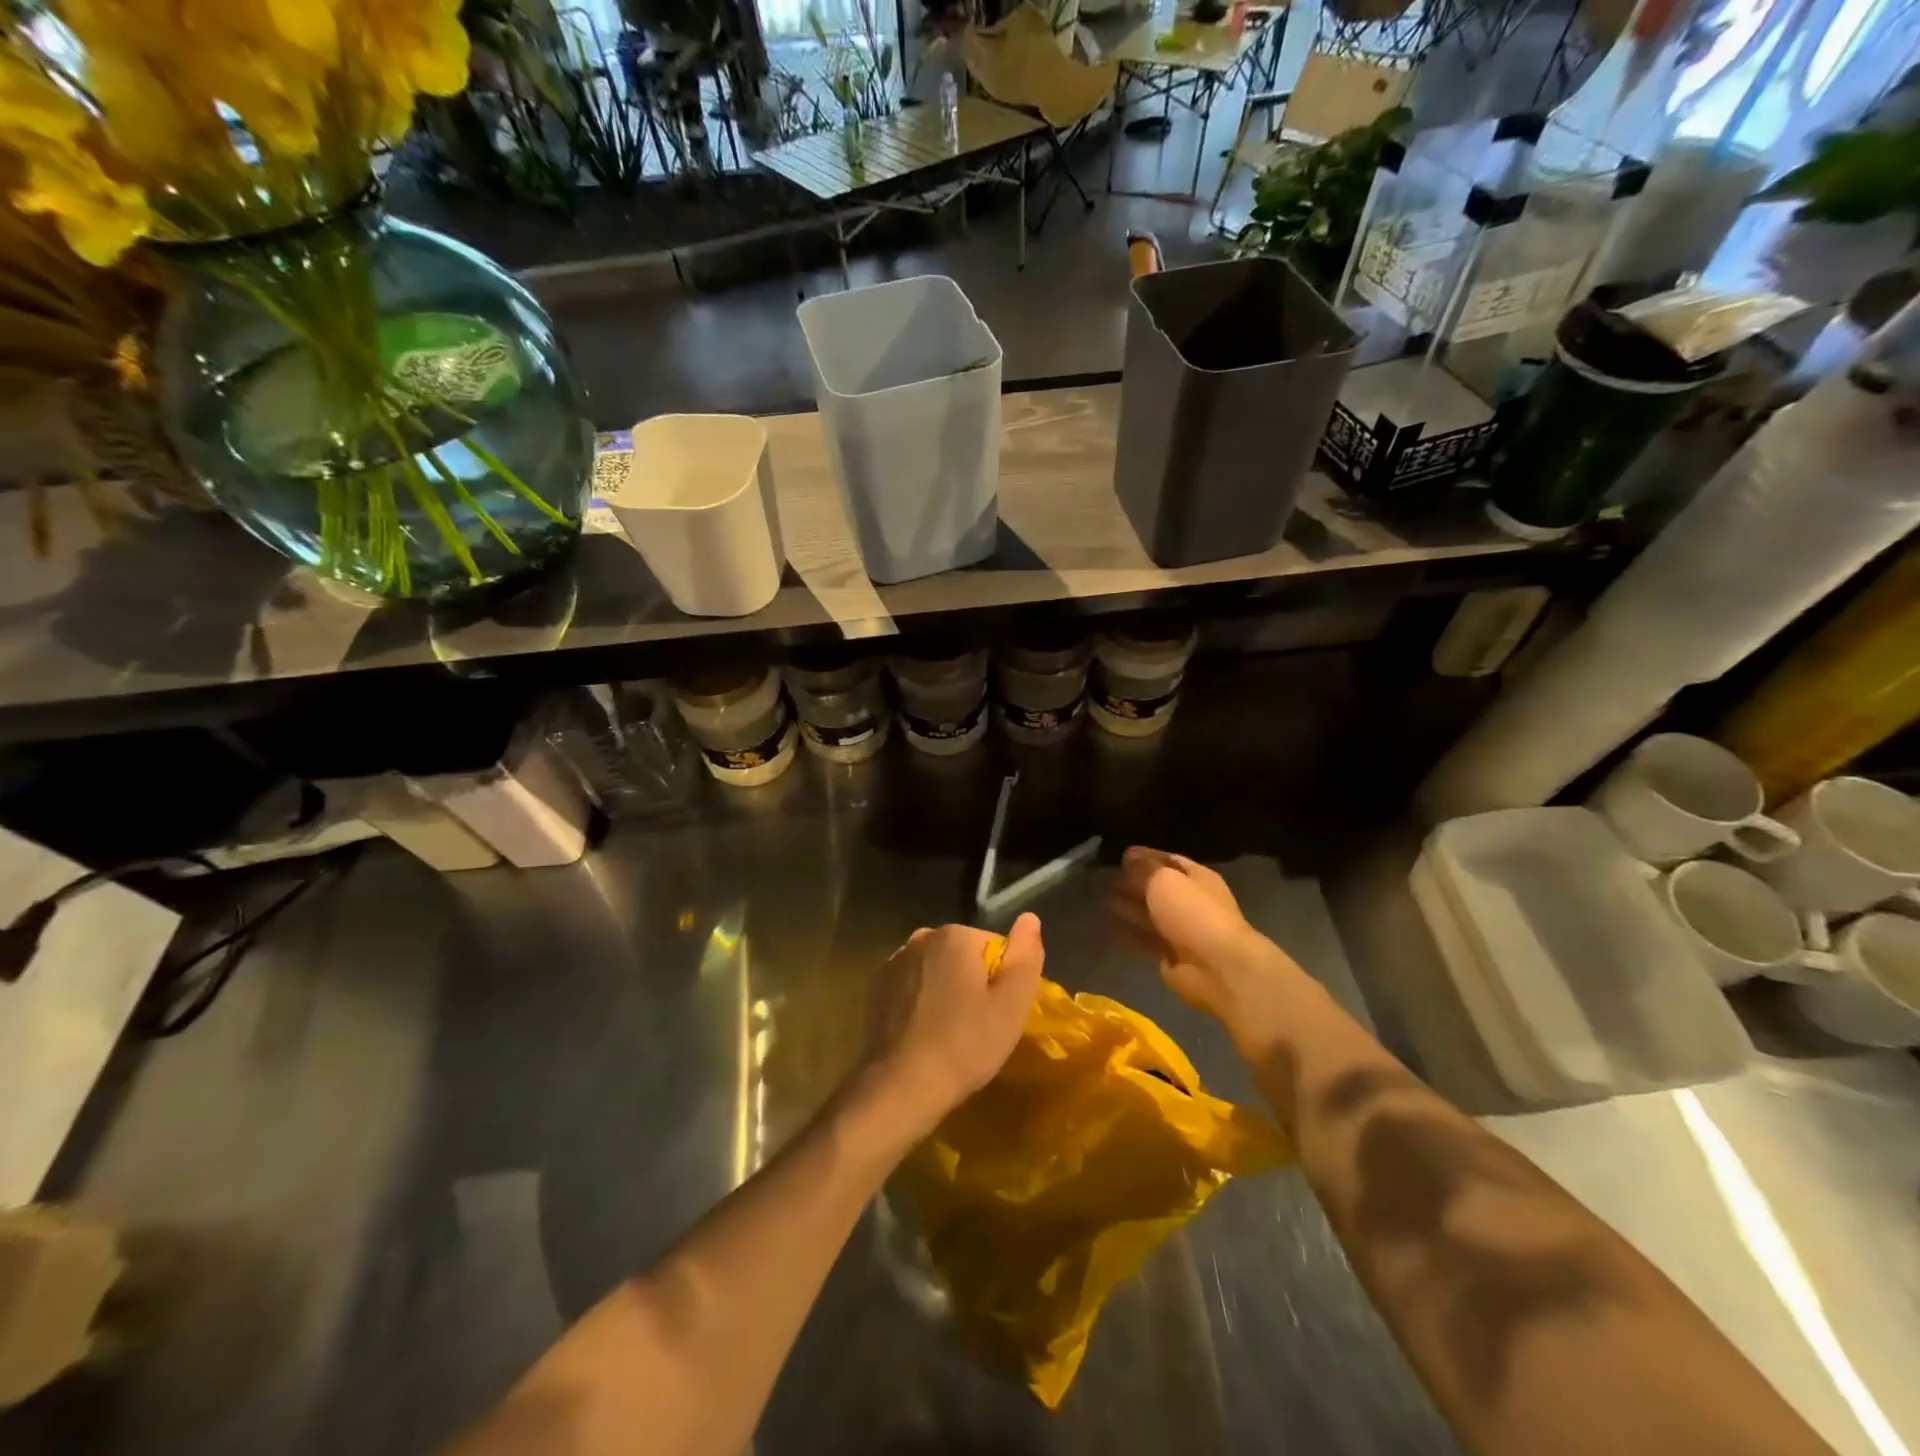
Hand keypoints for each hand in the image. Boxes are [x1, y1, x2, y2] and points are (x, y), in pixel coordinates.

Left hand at [864, 913, 1044, 1134]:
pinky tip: (923, 1034)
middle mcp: (921, 938)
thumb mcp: (1011, 1005)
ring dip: (945, 991)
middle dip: (972, 983)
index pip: (994, 948)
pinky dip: (921, 1002)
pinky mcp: (876, 987)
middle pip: (963, 956)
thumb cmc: (964, 1045)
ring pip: (936, 970)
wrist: (901, 1085)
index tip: (997, 1014)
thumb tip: (1030, 918)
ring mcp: (894, 961)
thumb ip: (1025, 956)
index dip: (1001, 982)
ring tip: (949, 1033)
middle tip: (976, 1026)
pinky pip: (912, 986)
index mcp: (955, 935)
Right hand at [1111, 847, 1303, 1054]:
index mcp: (1198, 878)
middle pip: (1158, 888)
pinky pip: (1144, 938)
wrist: (1218, 968)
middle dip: (1134, 882)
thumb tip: (1128, 855)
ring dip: (1129, 906)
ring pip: (1150, 913)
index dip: (1145, 856)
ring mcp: (1182, 930)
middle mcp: (1191, 901)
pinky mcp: (1171, 956)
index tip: (1120, 854)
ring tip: (1103, 897)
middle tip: (1105, 877)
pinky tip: (1108, 923)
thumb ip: (1144, 868)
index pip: (1169, 860)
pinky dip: (1128, 930)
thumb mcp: (1164, 880)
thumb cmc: (1193, 913)